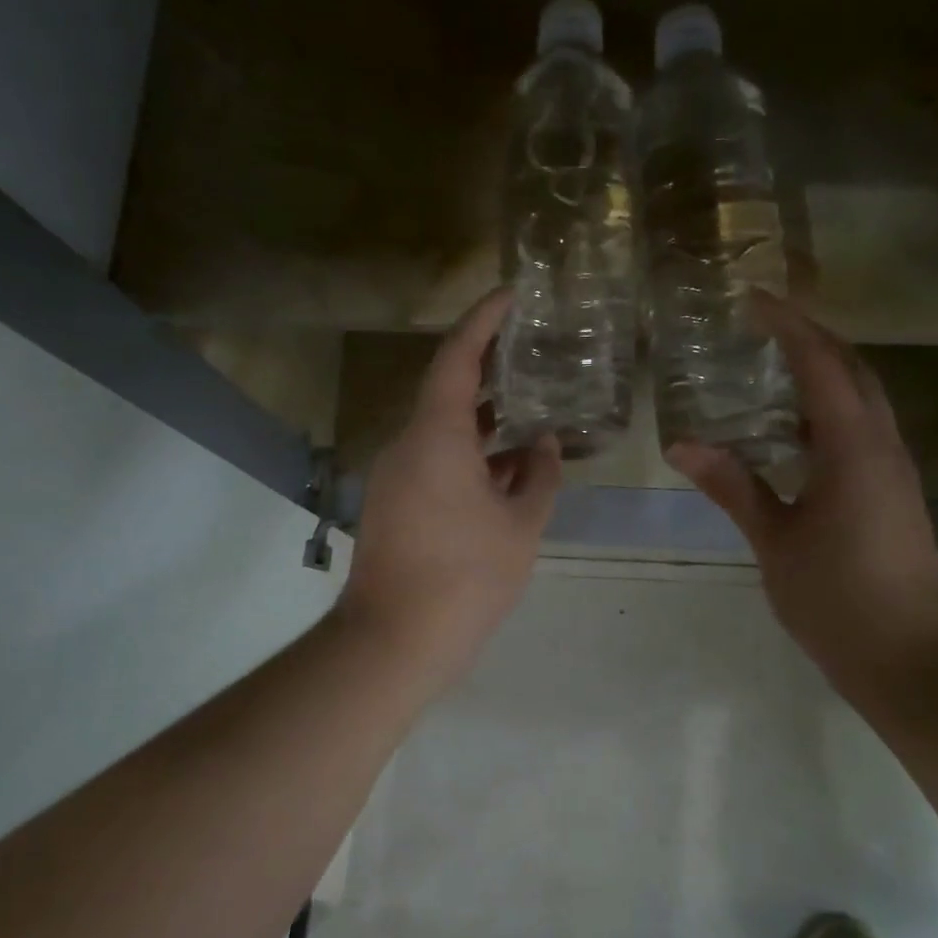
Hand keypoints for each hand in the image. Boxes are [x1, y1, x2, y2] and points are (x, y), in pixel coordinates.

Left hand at [335, 288, 562, 686]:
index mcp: (435, 436)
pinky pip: (434, 462)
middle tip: (533, 354)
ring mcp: (395, 476)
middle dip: (490, 371)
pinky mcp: (393, 504)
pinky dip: (470, 456)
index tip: (511, 295)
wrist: (395, 641)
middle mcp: (407, 445)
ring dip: (484, 422)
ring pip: (443, 431)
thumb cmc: (466, 577)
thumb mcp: (521, 525)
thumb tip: (545, 444)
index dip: (483, 320)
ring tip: (532, 411)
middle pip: (448, 391)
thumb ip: (540, 477)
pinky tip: (508, 470)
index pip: (456, 358)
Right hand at [667, 294, 937, 707]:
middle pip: (853, 369)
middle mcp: (883, 445)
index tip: (752, 300)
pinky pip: (863, 430)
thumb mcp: (774, 539)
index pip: (821, 363)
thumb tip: (682, 444)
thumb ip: (732, 486)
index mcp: (853, 447)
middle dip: (812, 338)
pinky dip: (830, 411)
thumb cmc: (835, 597)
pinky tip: (795, 431)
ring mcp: (894, 470)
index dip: (787, 325)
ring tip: (773, 368)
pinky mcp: (893, 493)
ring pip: (864, 399)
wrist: (907, 656)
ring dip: (825, 372)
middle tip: (762, 327)